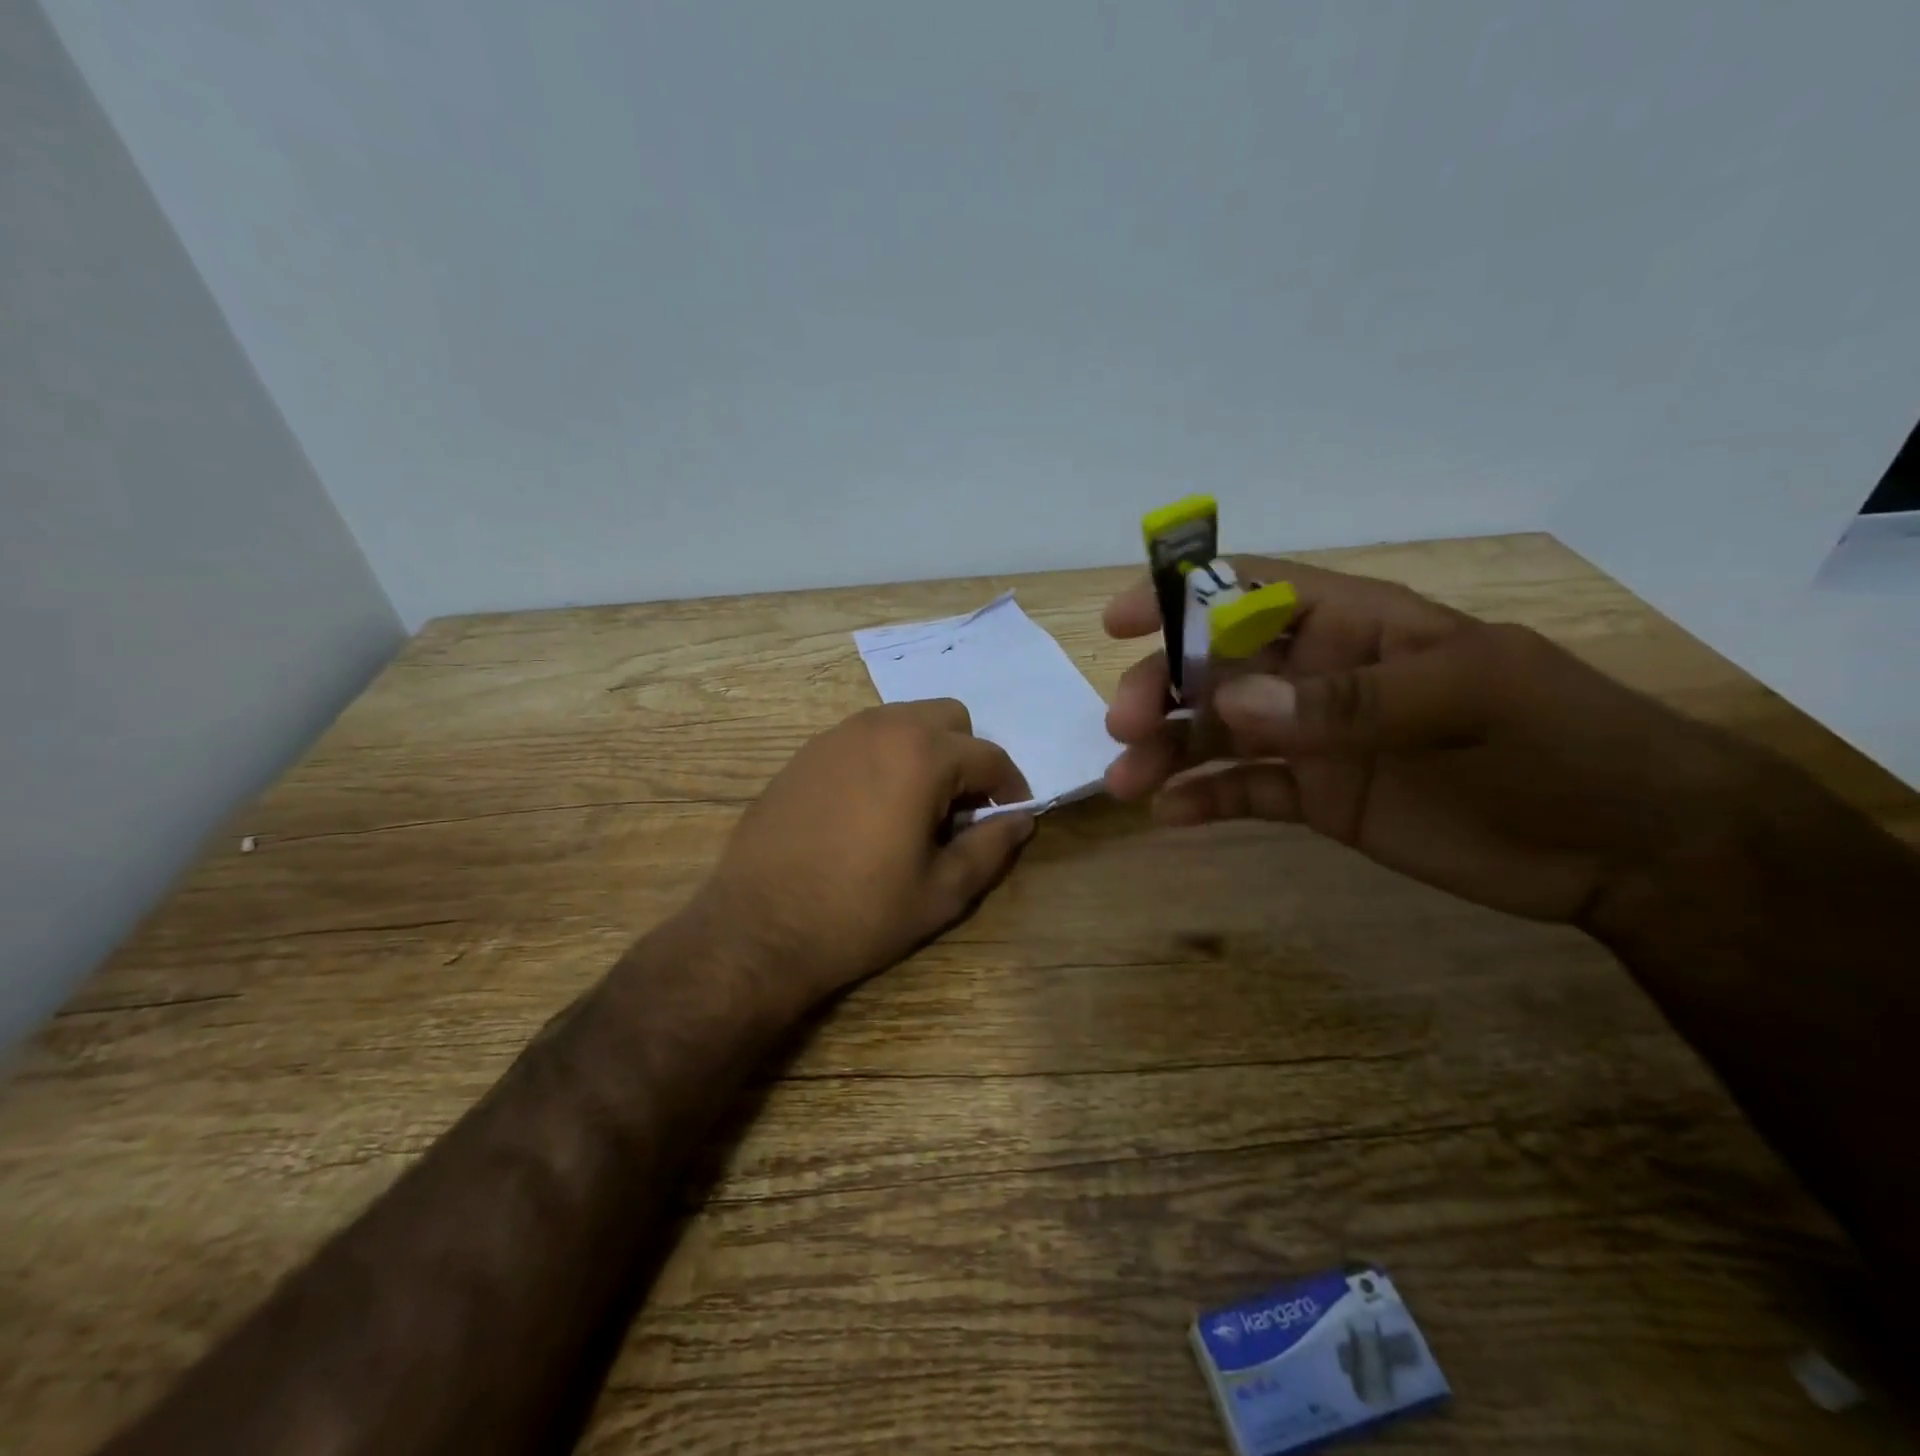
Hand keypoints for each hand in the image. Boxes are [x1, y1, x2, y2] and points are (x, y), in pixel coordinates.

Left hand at [697, 700, 1034, 1011]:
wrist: (758, 929)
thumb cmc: (860, 913)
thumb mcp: (942, 892)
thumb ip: (992, 847)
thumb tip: (1021, 819)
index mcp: (921, 756)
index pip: (989, 756)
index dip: (1011, 787)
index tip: (1012, 816)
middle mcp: (880, 728)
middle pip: (948, 718)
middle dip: (967, 757)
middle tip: (959, 810)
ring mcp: (836, 736)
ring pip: (903, 721)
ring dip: (925, 752)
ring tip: (915, 809)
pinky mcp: (806, 753)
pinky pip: (863, 738)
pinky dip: (884, 758)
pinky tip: (869, 808)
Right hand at [1103, 558, 1764, 922]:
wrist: (1627, 848)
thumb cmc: (1561, 743)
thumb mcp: (1470, 698)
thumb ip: (1348, 700)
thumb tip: (1232, 701)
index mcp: (1354, 625)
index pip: (1250, 591)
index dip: (1180, 596)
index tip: (1119, 621)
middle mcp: (1319, 675)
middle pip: (1214, 666)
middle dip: (1163, 687)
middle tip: (1125, 725)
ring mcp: (1315, 739)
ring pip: (1217, 732)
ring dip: (1167, 749)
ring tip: (1128, 781)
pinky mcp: (1319, 798)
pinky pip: (1245, 791)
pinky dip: (1204, 798)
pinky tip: (1170, 814)